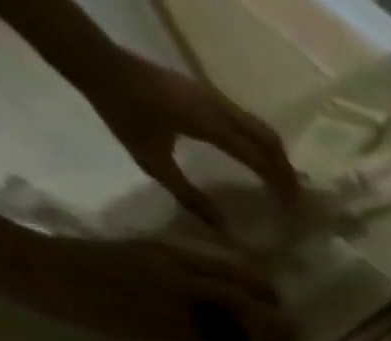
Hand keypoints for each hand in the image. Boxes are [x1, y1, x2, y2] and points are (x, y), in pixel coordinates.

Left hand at [0, 231, 292, 340]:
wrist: (28, 268)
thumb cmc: (92, 305)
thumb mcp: (154, 331)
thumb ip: (203, 339)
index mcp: (188, 281)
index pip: (249, 303)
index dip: (275, 326)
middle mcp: (182, 262)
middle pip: (242, 279)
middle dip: (268, 305)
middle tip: (280, 331)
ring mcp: (162, 256)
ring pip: (222, 271)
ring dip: (246, 294)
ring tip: (254, 320)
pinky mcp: (145, 256)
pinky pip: (199, 270)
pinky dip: (220, 287)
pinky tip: (215, 306)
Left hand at [85, 52, 300, 228]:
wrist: (95, 61)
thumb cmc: (122, 111)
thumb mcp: (152, 161)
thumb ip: (189, 196)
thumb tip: (224, 230)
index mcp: (209, 126)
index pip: (259, 159)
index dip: (280, 184)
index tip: (294, 208)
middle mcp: (219, 109)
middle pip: (269, 140)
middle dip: (286, 170)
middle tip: (295, 199)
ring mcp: (214, 97)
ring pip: (261, 129)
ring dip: (276, 156)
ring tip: (282, 182)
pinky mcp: (207, 94)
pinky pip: (247, 122)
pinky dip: (261, 144)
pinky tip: (257, 160)